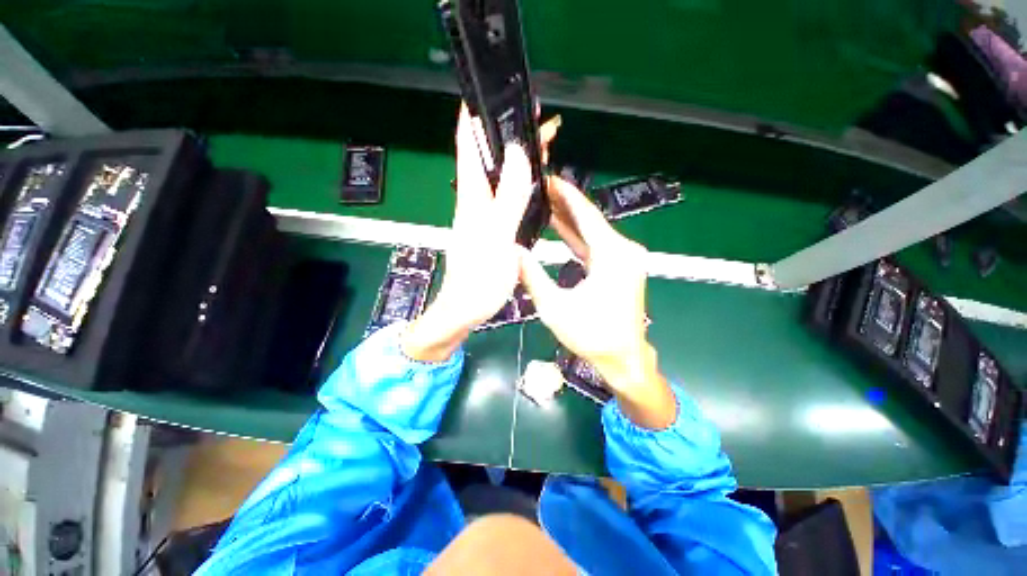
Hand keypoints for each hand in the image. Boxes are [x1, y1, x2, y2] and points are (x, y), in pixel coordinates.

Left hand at [402, 106, 559, 361]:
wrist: (467, 309)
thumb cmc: (479, 278)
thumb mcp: (497, 235)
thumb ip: (507, 196)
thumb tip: (516, 152)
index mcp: (472, 196)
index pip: (469, 144)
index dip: (477, 115)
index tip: (494, 91)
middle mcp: (475, 200)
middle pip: (489, 156)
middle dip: (510, 133)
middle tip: (539, 117)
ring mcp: (484, 214)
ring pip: (501, 175)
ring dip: (519, 156)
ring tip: (544, 142)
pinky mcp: (492, 227)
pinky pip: (507, 196)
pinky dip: (522, 182)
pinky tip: (535, 181)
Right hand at [518, 177, 675, 428]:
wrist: (623, 358)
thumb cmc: (591, 335)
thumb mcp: (554, 306)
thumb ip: (532, 276)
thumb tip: (512, 251)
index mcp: (613, 255)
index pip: (587, 215)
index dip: (567, 196)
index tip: (549, 179)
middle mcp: (624, 251)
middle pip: (591, 220)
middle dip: (566, 204)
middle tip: (542, 188)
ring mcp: (625, 259)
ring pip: (593, 232)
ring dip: (571, 220)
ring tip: (546, 202)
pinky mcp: (621, 268)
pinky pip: (596, 246)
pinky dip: (578, 237)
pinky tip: (561, 228)